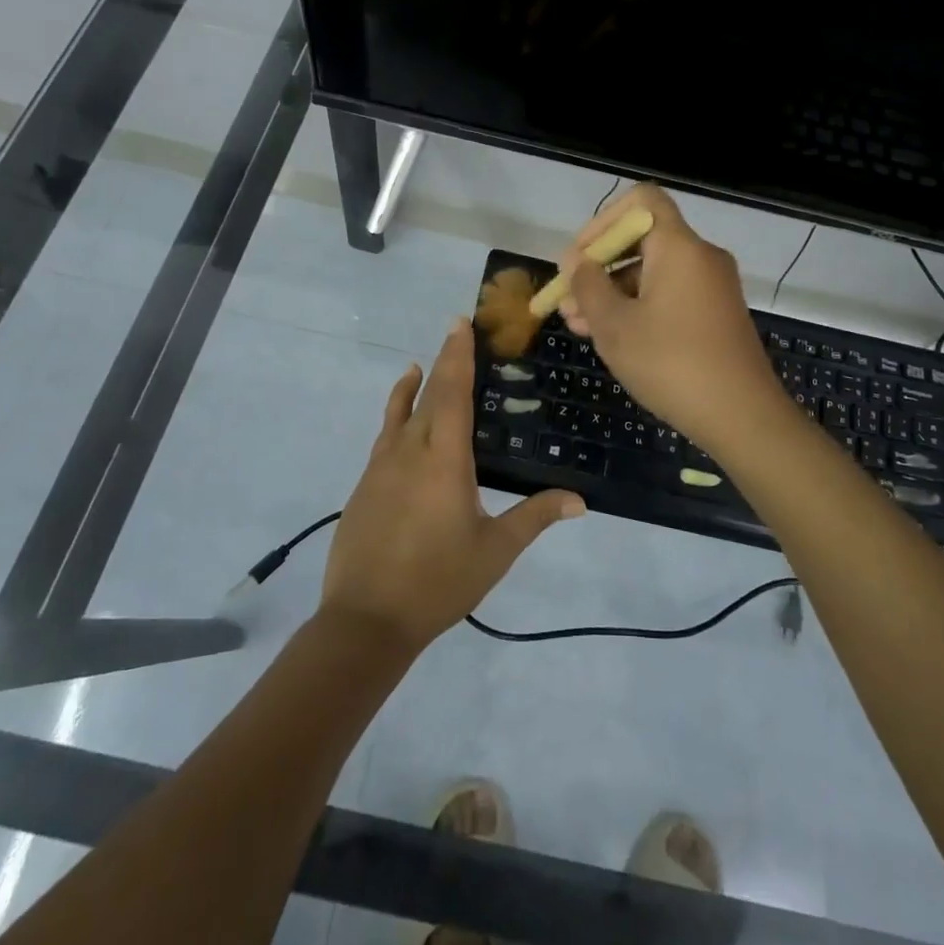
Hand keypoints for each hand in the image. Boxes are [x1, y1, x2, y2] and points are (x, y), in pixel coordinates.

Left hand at [321, 319, 584, 650]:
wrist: (365, 621)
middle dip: (442, 363)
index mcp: (443, 460)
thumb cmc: (438, 582)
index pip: (452, 393)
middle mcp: (409, 452)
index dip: (458, 355)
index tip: (460, 323)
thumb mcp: (494, 551)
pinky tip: (400, 427)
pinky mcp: (364, 487)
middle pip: (427, 395)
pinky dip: (395, 417)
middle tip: (454, 335)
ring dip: (412, 388)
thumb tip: (579, 500)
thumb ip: (534, 518)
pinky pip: (384, 438)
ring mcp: (380, 468)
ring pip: (398, 414)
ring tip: (417, 367)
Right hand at [557, 184, 787, 456]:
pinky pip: (670, 293)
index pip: (642, 199)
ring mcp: (712, 286)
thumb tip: (579, 263)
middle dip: (599, 265)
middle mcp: (700, 256)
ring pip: (652, 271)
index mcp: (679, 247)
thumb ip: (589, 287)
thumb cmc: (672, 364)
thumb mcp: (615, 326)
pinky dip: (639, 305)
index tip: (579, 257)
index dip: (603, 220)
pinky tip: (610, 336)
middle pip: (642, 238)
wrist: (743, 417)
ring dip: (613, 291)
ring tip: (577, 325)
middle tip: (567, 298)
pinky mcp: (716, 314)